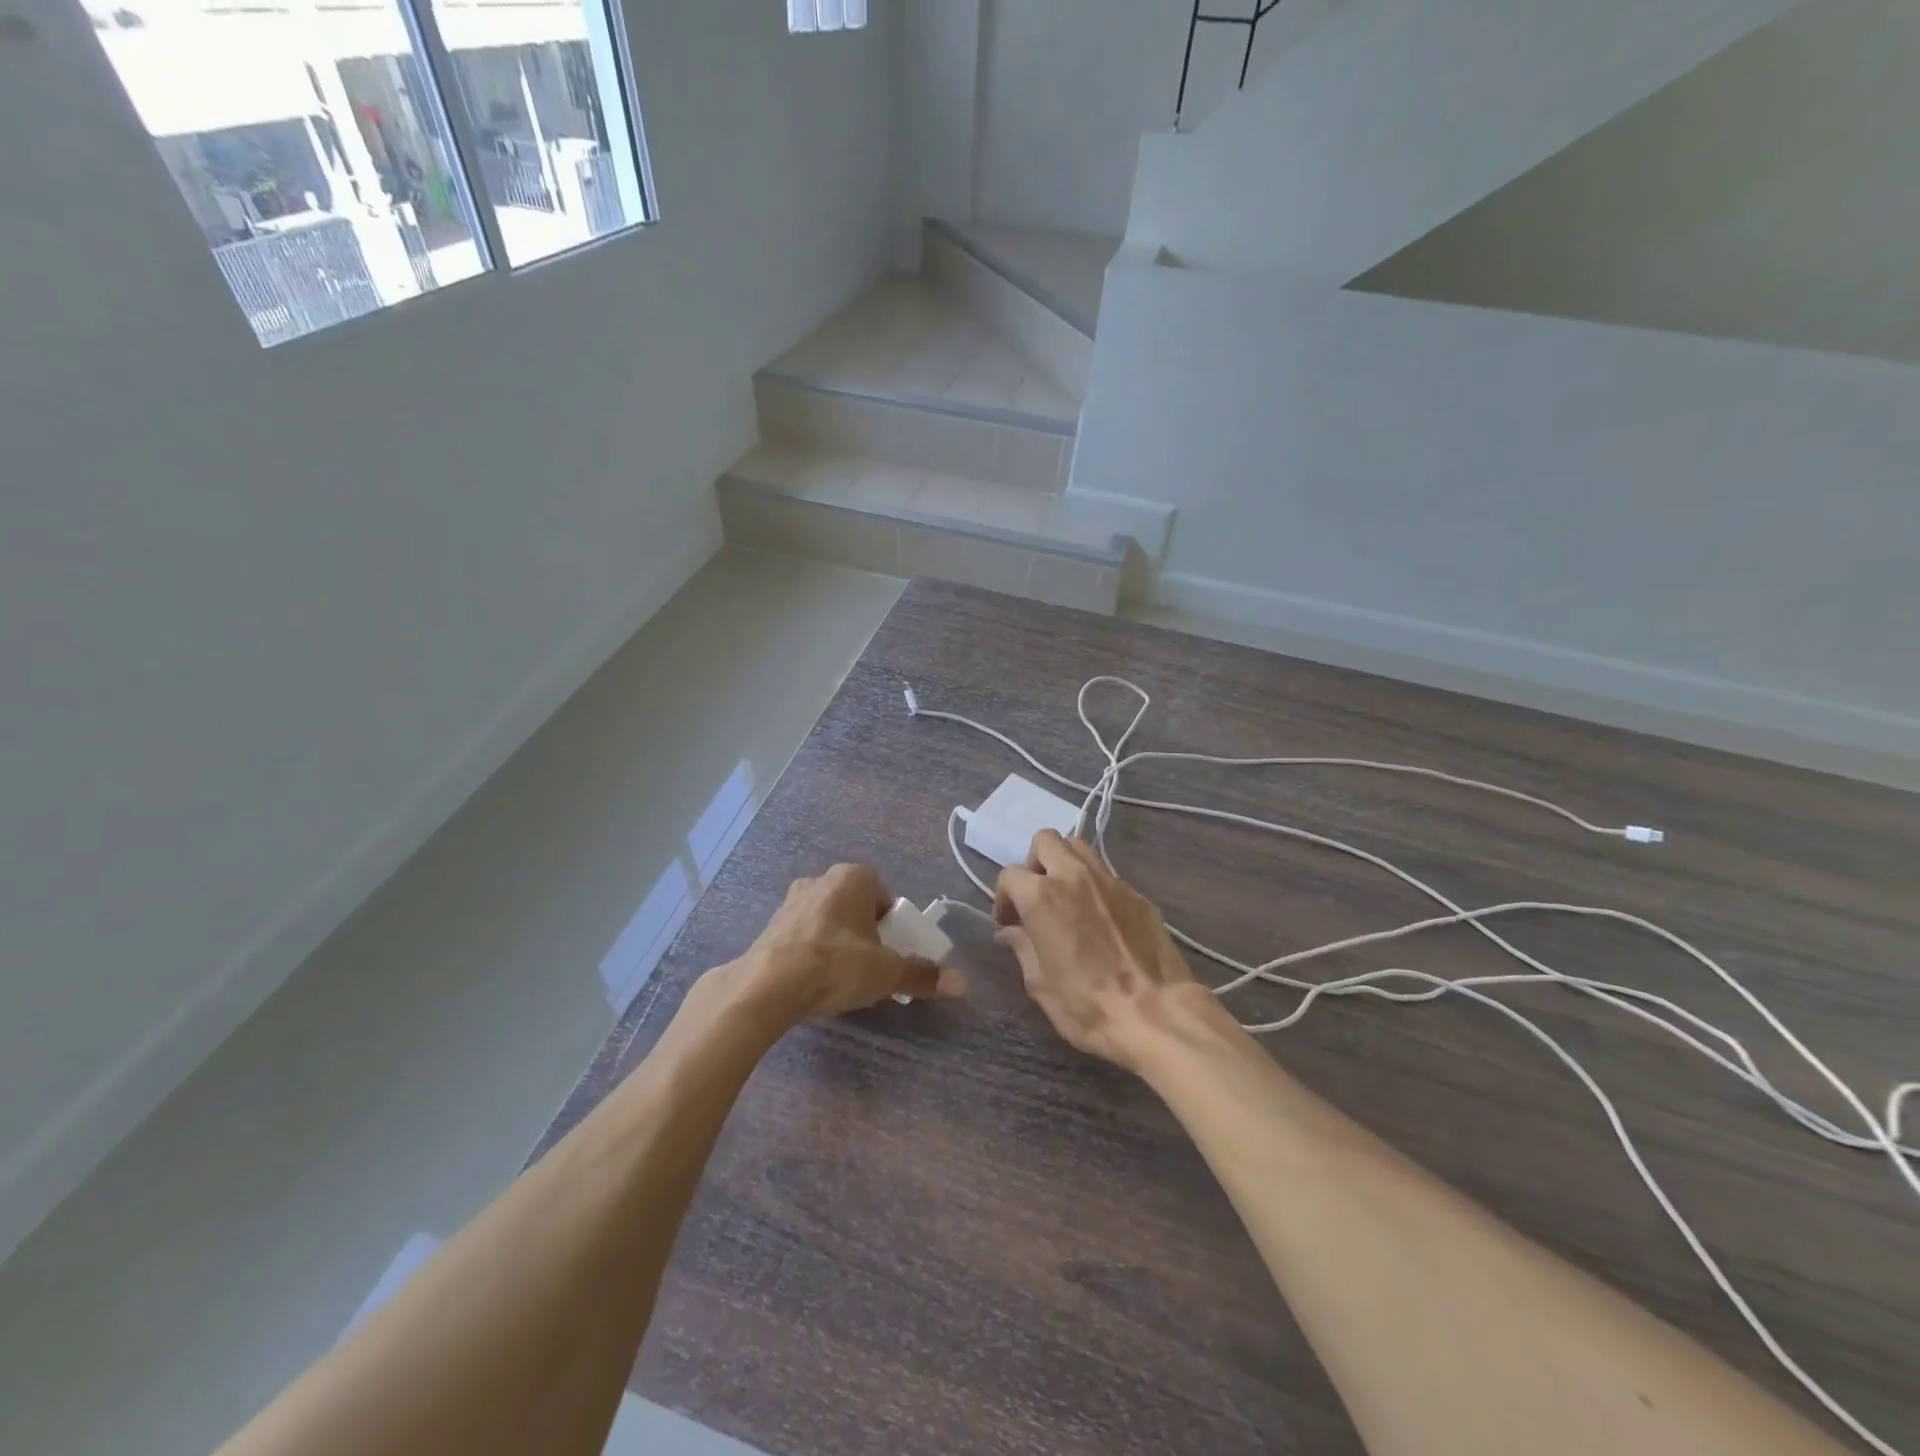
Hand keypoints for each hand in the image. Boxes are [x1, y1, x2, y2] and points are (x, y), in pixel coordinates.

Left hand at [727, 863, 966, 1024]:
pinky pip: (804, 934)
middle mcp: (822, 879)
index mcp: (854, 877)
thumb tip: (964, 983)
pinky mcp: (771, 925)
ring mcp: (792, 900)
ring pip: (829, 919)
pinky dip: (813, 951)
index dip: (893, 926)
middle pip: (857, 906)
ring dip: (838, 941)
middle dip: (866, 933)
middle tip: (870, 967)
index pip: (886, 896)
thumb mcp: (886, 973)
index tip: (891, 954)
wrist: (767, 986)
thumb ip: (922, 975)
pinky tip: (813, 980)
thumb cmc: (835, 965)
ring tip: (840, 977)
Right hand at [994, 831, 1201, 1070]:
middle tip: (1036, 895)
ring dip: (1065, 863)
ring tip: (1066, 896)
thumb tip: (1011, 932)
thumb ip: (1022, 948)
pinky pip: (1107, 875)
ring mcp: (1110, 881)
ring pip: (1079, 847)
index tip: (1009, 923)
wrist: (1155, 1013)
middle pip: (1046, 841)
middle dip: (1034, 862)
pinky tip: (1100, 918)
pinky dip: (1095, 886)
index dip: (1004, 898)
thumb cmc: (1086, 1004)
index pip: (1010, 875)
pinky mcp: (1137, 894)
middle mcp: (1074, 876)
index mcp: (1041, 896)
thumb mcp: (1039, 984)